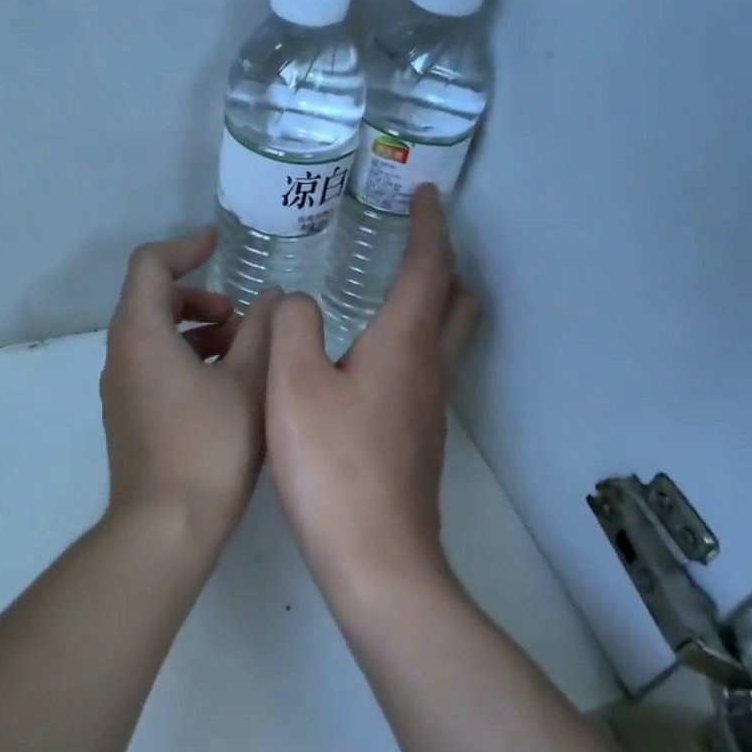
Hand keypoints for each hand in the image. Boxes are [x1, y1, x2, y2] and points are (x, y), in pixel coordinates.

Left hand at [100, 228, 278, 555]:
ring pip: (156, 335)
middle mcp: (122, 355)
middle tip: (240, 316)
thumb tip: (275, 297)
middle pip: (153, 298)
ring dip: (198, 329)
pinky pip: (156, 365)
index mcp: (142, 334)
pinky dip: (189, 357)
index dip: (186, 247)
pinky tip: (227, 384)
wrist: (164, 529)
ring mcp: (123, 387)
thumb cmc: (208, 448)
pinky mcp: (131, 414)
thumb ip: (262, 332)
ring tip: (243, 351)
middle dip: (199, 296)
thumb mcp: (247, 383)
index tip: (220, 245)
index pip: (150, 265)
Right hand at [265, 186, 480, 599]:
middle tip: (414, 240)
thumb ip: (293, 327)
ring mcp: (430, 406)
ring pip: (447, 336)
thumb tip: (298, 300)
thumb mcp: (293, 385)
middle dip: (444, 261)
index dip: (429, 225)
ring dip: (432, 300)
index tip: (424, 193)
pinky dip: (411, 337)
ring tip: (390, 287)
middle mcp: (429, 369)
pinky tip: (369, 354)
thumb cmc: (332, 464)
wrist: (375, 559)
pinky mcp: (419, 436)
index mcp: (404, 344)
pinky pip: (426, 366)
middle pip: (459, 300)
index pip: (429, 268)